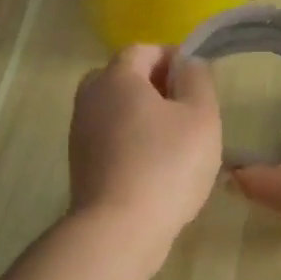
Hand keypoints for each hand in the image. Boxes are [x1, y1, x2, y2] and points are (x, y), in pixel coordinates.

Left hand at [69, 45, 222, 258]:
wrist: (118, 229)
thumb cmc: (166, 165)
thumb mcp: (201, 116)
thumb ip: (198, 79)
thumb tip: (188, 64)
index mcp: (116, 77)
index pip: (143, 49)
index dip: (172, 58)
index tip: (197, 80)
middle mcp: (90, 97)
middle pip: (124, 77)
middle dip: (155, 86)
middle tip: (186, 109)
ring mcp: (80, 132)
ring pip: (115, 109)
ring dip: (143, 116)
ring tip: (175, 141)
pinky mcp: (80, 164)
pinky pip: (109, 137)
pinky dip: (131, 141)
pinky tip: (155, 166)